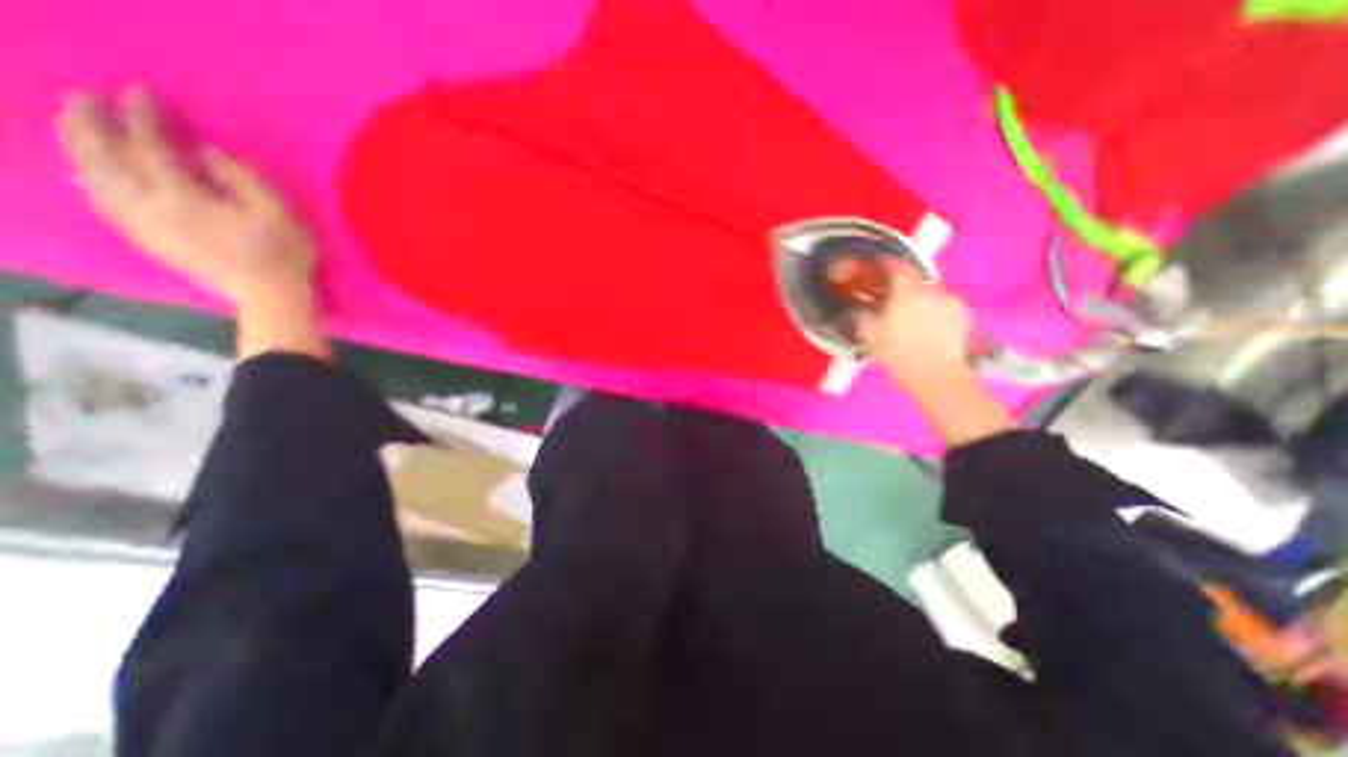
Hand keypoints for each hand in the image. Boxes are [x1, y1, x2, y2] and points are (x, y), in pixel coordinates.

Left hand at [55, 86, 319, 304]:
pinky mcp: (148, 240)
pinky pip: (103, 203)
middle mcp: (149, 206)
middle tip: (86, 98)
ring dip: (79, 148)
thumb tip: (206, 153)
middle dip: (91, 124)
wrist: (270, 295)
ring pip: (93, 178)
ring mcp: (143, 225)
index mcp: (184, 198)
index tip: (141, 93)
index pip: (150, 147)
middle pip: (103, 158)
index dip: (144, 117)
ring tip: (75, 126)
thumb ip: (243, 179)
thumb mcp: (278, 213)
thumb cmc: (283, 253)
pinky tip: (88, 173)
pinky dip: (89, 180)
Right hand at [856, 259, 1004, 449]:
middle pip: (916, 278)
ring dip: (920, 297)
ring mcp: (951, 301)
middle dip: (903, 283)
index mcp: (907, 293)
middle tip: (892, 296)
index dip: (887, 262)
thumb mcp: (873, 337)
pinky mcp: (963, 314)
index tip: (877, 264)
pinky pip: (944, 304)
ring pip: (931, 291)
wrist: (938, 376)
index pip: (898, 267)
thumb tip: (857, 309)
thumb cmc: (900, 355)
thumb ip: (863, 318)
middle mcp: (931, 291)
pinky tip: (929, 324)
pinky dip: (934, 308)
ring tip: (911, 314)